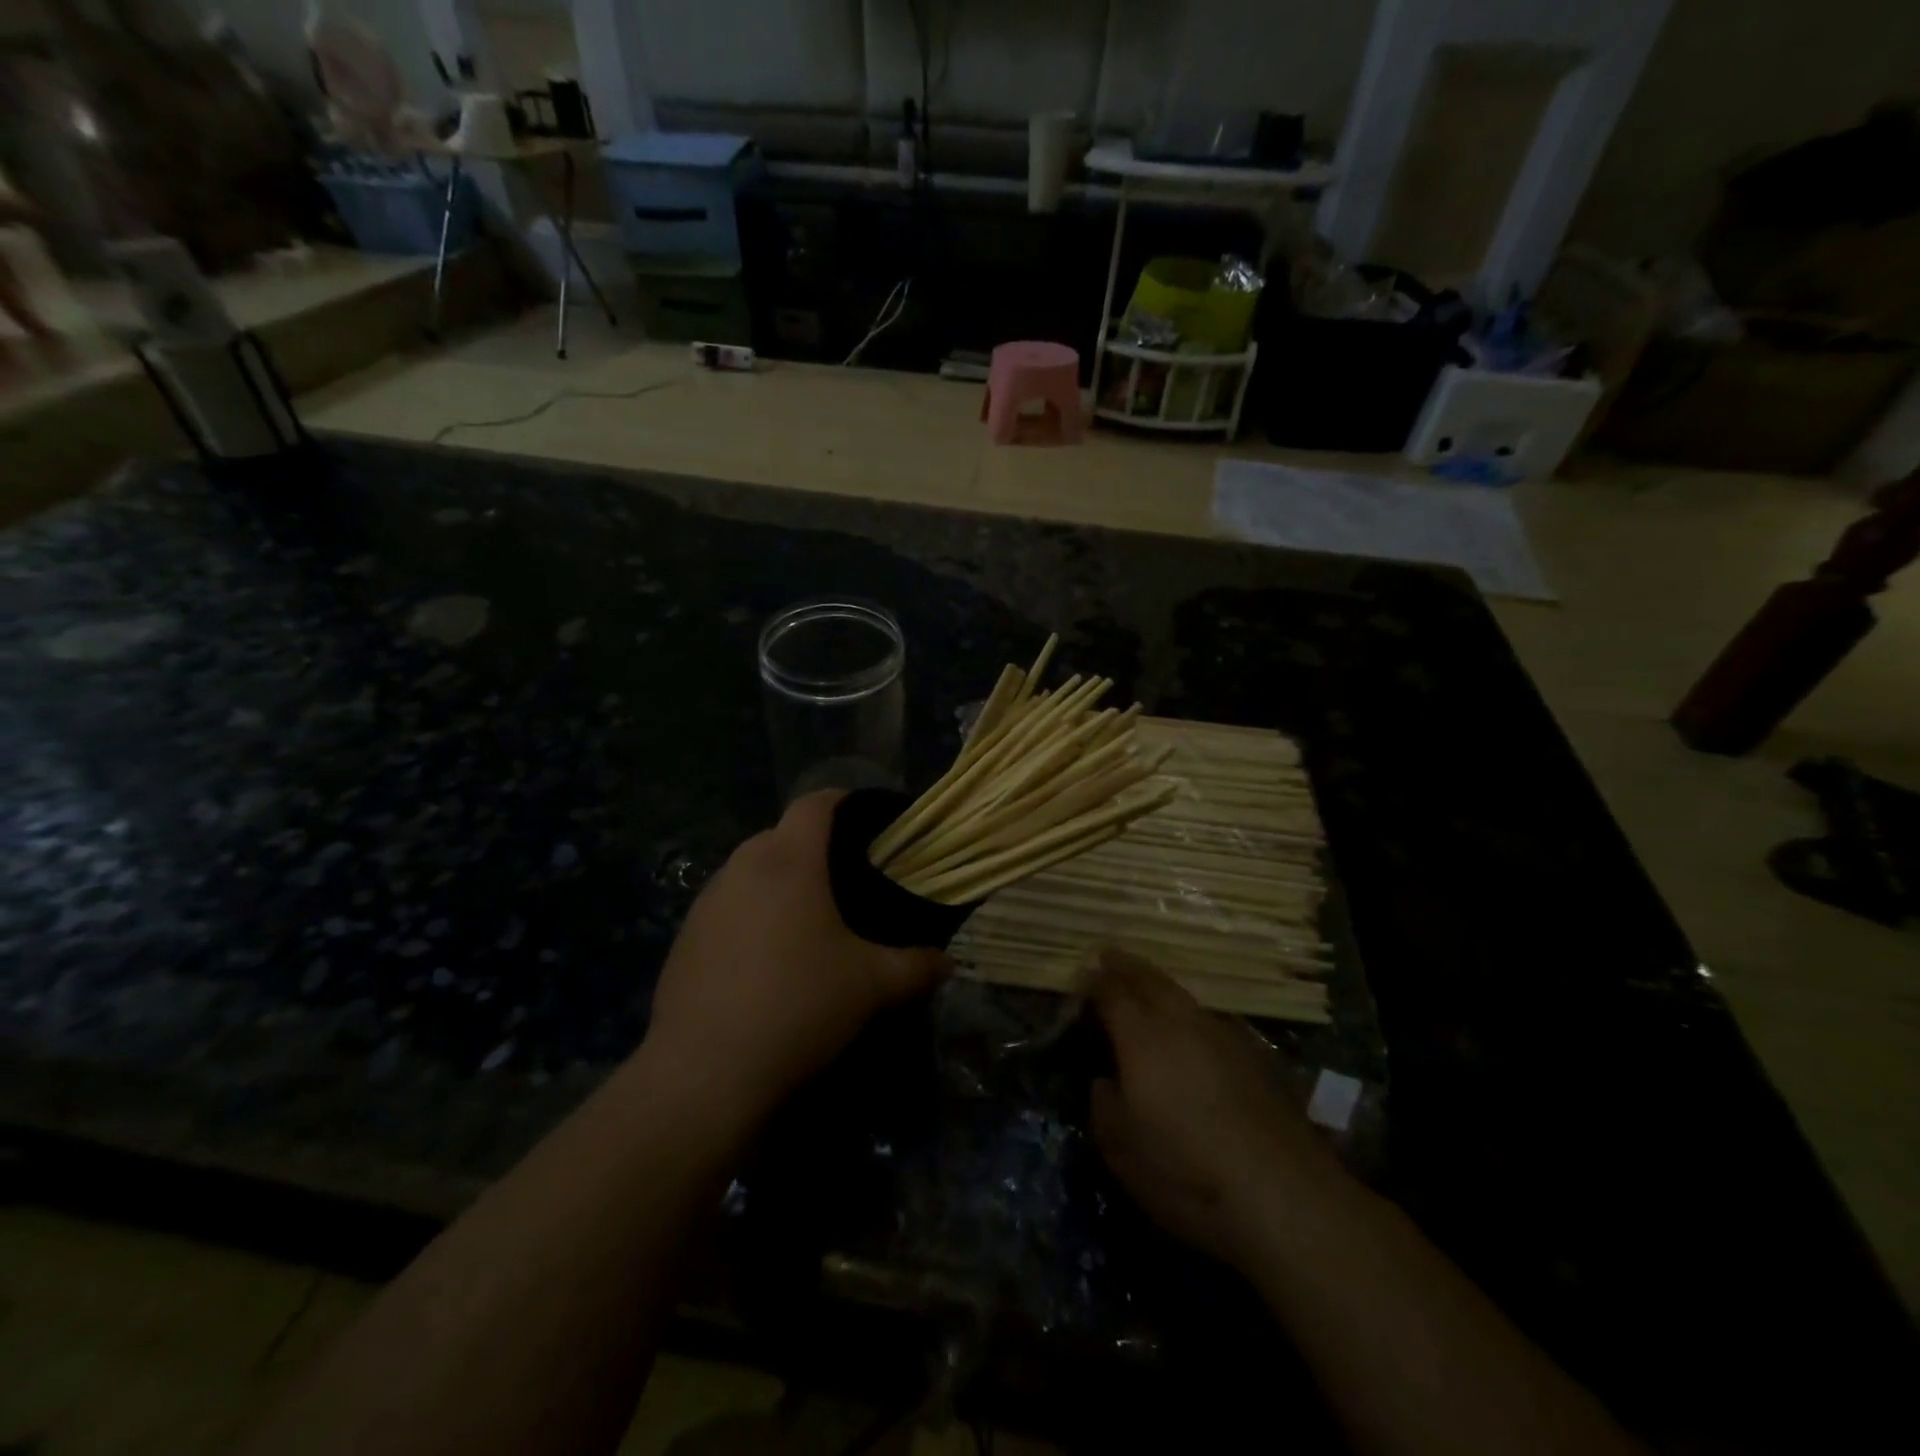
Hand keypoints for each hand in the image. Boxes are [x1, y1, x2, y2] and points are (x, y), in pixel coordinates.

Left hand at [644, 790, 948, 1128]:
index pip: (814, 803)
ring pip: (750, 869)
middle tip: (847, 881)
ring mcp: (706, 901)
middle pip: (781, 833)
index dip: (844, 801)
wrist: (704, 1072)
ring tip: (808, 921)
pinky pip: (727, 905)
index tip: (870, 823)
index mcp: (789, 861)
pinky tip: (766, 959)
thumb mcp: (871, 986)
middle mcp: (742, 867)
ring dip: (779, 881)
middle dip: (814, 847)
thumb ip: (916, 967)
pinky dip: (751, 913)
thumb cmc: (797, 1006)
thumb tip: (946, 963)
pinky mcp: (685, 936)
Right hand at [1088, 950, 1348, 1268]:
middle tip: (1110, 957)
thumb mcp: (1120, 1150)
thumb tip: (1105, 1080)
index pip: (1112, 992)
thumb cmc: (1186, 1173)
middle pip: (1150, 979)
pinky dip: (1190, 1014)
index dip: (1094, 982)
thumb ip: (1103, 1104)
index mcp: (1142, 1036)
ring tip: (1147, 988)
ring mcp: (1223, 1034)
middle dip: (1127, 966)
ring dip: (1160, 986)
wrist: (1284, 1196)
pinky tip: (1190, 1031)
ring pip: (1183, 996)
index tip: (1081, 978)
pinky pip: (1210, 1018)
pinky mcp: (1256, 1056)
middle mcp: (1182, 1022)